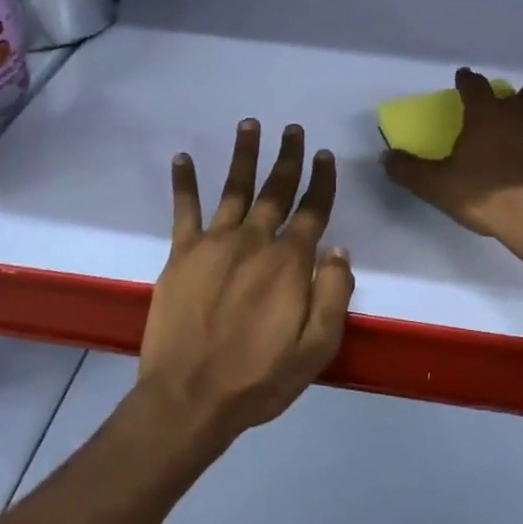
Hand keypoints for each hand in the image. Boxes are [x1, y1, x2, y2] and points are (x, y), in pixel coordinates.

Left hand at [137, 120, 353, 444]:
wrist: (189, 398)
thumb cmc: (259, 378)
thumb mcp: (317, 348)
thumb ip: (334, 294)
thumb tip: (340, 249)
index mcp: (290, 262)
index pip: (313, 210)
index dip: (321, 181)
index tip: (324, 155)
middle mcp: (255, 241)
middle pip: (276, 189)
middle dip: (287, 157)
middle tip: (292, 129)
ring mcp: (215, 243)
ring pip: (234, 188)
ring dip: (243, 154)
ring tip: (249, 124)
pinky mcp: (182, 254)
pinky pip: (184, 210)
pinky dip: (184, 182)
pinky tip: (183, 157)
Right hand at [382, 68, 522, 244]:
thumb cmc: (487, 196)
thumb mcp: (438, 187)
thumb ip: (410, 170)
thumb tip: (385, 157)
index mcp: (486, 112)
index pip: (474, 84)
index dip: (468, 80)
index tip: (464, 80)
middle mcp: (522, 109)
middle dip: (517, 96)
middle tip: (510, 112)